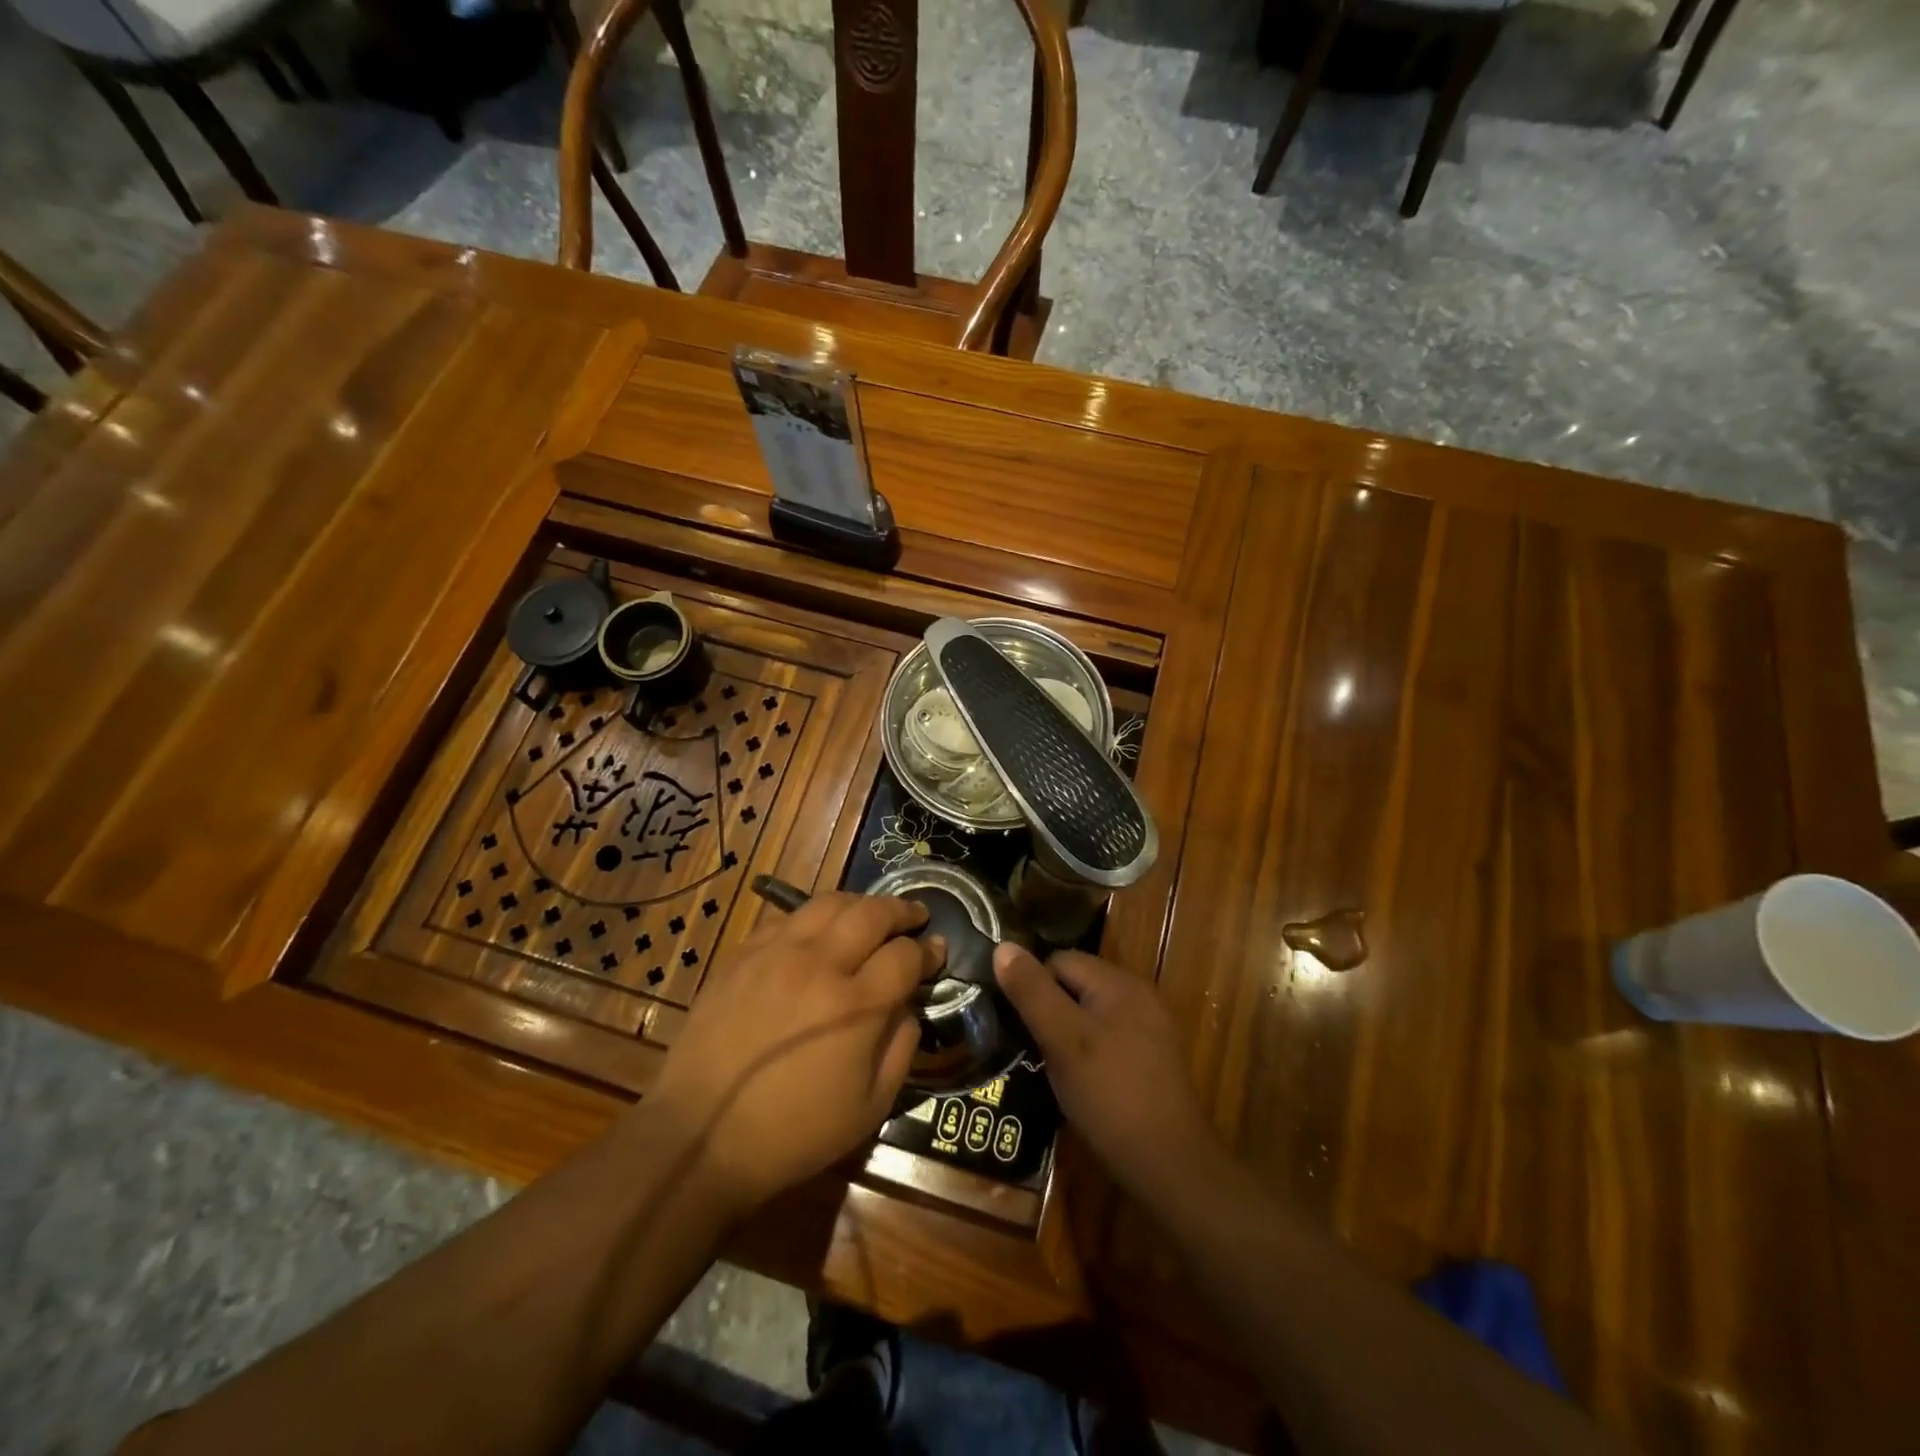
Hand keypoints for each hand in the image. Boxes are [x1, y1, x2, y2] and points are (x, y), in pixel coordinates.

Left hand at [640, 893, 943, 1218]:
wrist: (699, 1137)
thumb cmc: (792, 1134)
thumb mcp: (868, 1108)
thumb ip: (901, 1049)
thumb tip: (909, 1008)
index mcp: (856, 1005)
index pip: (905, 955)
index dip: (928, 950)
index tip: (937, 950)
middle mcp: (819, 964)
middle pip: (872, 913)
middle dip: (902, 910)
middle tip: (915, 915)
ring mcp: (776, 953)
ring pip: (828, 903)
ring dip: (860, 903)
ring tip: (871, 914)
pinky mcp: (742, 954)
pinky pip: (786, 918)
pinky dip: (813, 918)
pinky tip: (817, 933)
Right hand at [993, 945, 1223, 1197]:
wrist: (1170, 1167)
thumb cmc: (1110, 1096)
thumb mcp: (1062, 1040)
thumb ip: (1033, 992)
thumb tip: (1003, 946)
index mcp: (1119, 982)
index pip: (1060, 960)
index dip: (1032, 985)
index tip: (1013, 1020)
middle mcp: (1138, 996)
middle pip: (1076, 984)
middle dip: (1048, 1009)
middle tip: (1027, 1045)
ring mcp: (1148, 1029)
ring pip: (1090, 1014)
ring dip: (1065, 1033)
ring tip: (1045, 1064)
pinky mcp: (1151, 1060)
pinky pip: (1107, 1039)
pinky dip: (1087, 1052)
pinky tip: (1077, 1082)